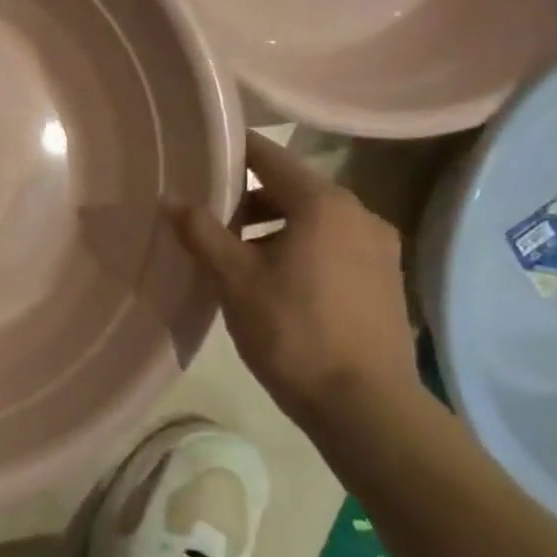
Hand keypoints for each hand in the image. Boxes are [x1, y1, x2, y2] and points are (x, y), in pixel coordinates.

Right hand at [172, 132, 420, 440]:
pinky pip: (332, 244)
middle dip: (248, 197)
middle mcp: (359, 213)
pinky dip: (300, 246)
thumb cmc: (293, 332)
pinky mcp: (385, 277)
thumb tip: (172, 199)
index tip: (198, 153)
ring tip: (236, 255)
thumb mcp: (234, 280)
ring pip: (313, 218)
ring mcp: (379, 246)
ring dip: (273, 225)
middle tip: (207, 216)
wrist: (366, 406)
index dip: (231, 150)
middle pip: (292, 187)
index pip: (269, 156)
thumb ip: (201, 232)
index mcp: (324, 203)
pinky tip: (275, 280)